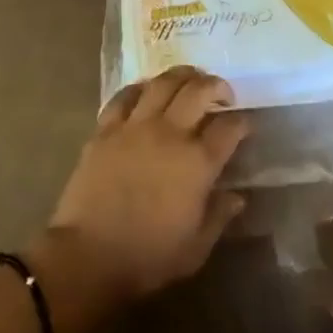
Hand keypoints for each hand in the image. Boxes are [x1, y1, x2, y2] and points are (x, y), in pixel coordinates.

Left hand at [45, 66, 249, 301]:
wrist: (88, 255)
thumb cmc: (147, 257)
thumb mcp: (195, 248)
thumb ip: (219, 216)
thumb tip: (237, 196)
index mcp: (197, 163)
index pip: (229, 128)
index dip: (241, 122)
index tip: (245, 124)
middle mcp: (170, 134)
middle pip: (198, 92)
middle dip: (216, 86)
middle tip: (221, 93)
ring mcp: (136, 126)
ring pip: (163, 83)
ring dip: (182, 75)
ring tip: (190, 78)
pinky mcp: (106, 128)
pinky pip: (125, 96)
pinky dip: (141, 87)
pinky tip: (147, 90)